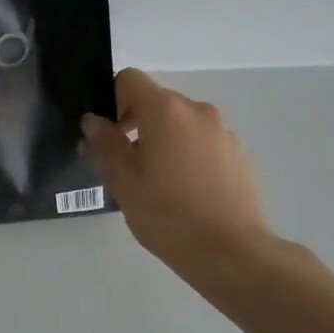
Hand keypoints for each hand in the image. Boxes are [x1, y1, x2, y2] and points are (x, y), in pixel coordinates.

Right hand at [82, 70, 279, 277]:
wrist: (233, 253)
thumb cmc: (169, 216)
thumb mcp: (124, 183)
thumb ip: (106, 145)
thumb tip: (94, 121)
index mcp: (165, 111)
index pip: (129, 79)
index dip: (113, 101)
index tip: (111, 137)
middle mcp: (197, 111)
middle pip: (157, 101)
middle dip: (137, 125)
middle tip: (128, 167)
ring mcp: (223, 131)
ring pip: (181, 123)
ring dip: (164, 141)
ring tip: (159, 184)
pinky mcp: (239, 153)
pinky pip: (203, 142)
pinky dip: (189, 155)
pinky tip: (187, 193)